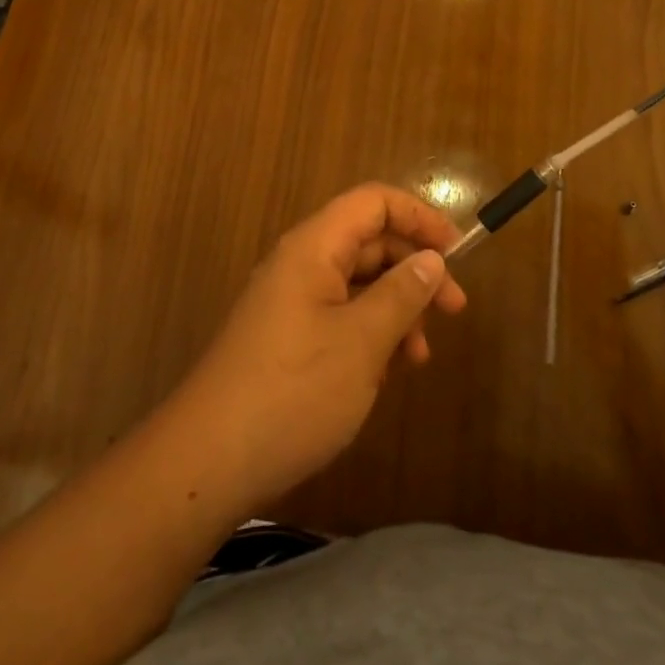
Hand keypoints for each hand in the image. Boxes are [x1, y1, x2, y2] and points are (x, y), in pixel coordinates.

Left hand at [169, 184, 467, 515]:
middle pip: (368, 242)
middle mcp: (300, 264)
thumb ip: (401, 294)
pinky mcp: (286, 338)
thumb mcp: (362, 342)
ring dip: (396, 309)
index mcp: (314, 247)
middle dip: (414, 270)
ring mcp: (290, 302)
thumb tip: (431, 259)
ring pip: (357, 284)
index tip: (457, 253)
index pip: (373, 202)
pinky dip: (370, 334)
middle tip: (454, 311)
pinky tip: (386, 373)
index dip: (419, 217)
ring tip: (419, 357)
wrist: (208, 462)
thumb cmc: (293, 391)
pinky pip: (339, 317)